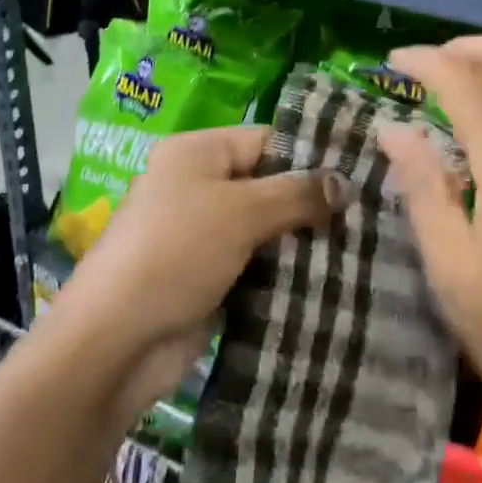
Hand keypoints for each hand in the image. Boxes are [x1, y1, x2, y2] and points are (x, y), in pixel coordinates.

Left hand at [54, 125, 345, 417]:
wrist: (116, 343)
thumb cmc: (177, 252)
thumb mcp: (241, 212)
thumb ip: (296, 194)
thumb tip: (346, 184)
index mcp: (197, 152)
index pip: (265, 140)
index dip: (309, 156)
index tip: (356, 175)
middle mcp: (197, 185)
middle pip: (266, 184)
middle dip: (309, 203)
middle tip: (364, 216)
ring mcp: (201, 235)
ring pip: (263, 228)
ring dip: (300, 241)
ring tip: (358, 248)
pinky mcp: (207, 278)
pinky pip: (254, 264)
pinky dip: (282, 272)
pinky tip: (326, 280)